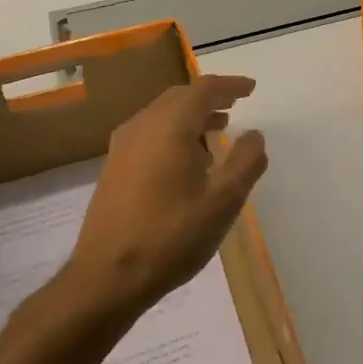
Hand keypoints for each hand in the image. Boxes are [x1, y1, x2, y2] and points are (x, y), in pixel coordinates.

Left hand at [56, 76, 267, 319]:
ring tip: (218, 130)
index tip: (252, 89)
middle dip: (209, 97)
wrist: (108, 277)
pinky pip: (149, 134)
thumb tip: (254, 135)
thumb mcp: (223, 201)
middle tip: (235, 104)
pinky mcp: (114, 169)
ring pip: (161, 116)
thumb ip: (246, 162)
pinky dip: (174, 133)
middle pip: (179, 98)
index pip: (203, 90)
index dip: (230, 86)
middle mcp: (141, 128)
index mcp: (169, 127)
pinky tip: (188, 160)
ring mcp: (122, 148)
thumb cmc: (172, 236)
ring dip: (191, 116)